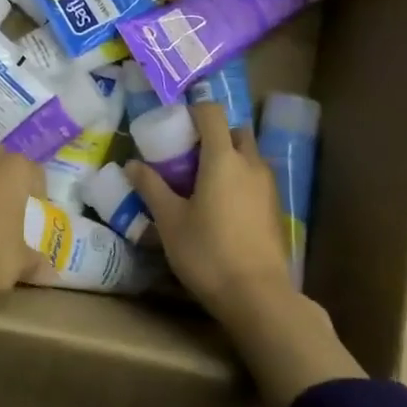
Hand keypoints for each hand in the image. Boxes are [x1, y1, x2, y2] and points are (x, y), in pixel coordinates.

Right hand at [128, 101, 361, 406]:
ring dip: (228, 156)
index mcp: (223, 158)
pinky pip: (256, 178)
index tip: (174, 123)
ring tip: (201, 180)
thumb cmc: (207, 252)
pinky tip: (221, 205)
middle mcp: (251, 164)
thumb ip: (151, 187)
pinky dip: (239, 178)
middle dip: (213, 133)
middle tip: (187, 153)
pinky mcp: (275, 208)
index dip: (193, 110)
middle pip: (235, 130)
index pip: (211, 113)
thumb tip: (131, 164)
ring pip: (249, 155)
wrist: (258, 296)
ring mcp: (268, 186)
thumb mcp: (169, 221)